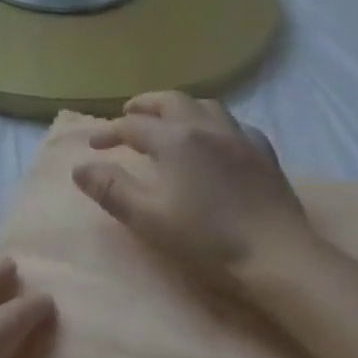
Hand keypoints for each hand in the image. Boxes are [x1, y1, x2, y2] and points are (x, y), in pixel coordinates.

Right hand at [72, 92, 321, 293]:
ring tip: (169, 119)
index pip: (132, 126)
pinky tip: (217, 137)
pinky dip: (216, 123)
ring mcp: (237, 135)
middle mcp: (204, 125)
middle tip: (129, 114)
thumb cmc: (208, 239)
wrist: (279, 256)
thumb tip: (79, 167)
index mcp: (174, 139)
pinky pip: (234, 124)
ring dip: (180, 107)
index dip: (109, 132)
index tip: (94, 146)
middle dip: (144, 105)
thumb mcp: (149, 219)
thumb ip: (112, 189)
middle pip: (168, 100)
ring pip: (203, 104)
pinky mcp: (263, 151)